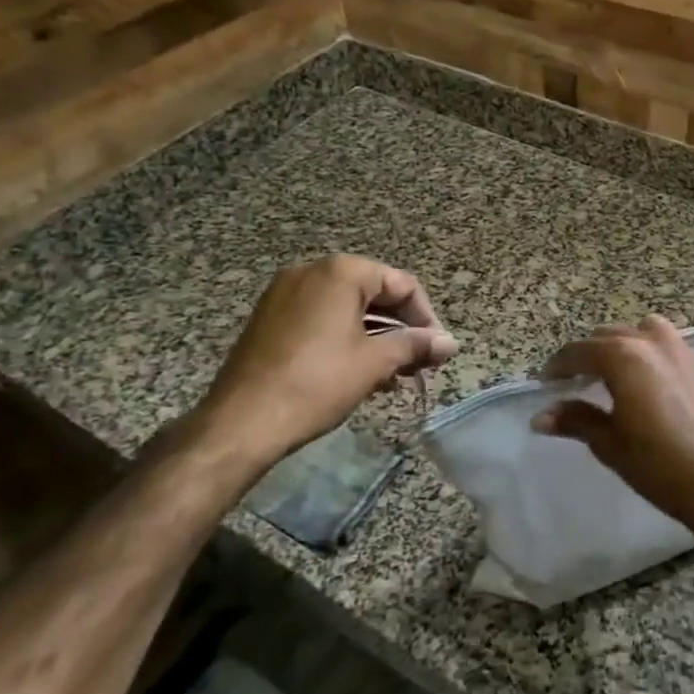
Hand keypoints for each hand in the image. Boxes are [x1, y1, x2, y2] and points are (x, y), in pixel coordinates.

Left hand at [193, 255, 457, 473]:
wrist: (242, 421)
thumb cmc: (317, 383)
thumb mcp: (375, 363)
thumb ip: (416, 346)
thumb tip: (451, 343)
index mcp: (341, 272)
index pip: (402, 284)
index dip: (427, 318)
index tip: (438, 351)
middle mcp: (311, 272)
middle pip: (374, 294)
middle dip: (401, 329)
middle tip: (419, 365)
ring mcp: (285, 294)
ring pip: (347, 309)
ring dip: (376, 338)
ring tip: (393, 375)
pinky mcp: (269, 319)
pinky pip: (320, 320)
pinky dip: (346, 340)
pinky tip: (359, 373)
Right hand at [532, 316, 693, 544]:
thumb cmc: (656, 464)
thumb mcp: (609, 442)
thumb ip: (575, 420)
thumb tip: (539, 418)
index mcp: (623, 357)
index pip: (579, 351)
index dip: (558, 366)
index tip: (545, 383)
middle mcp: (651, 342)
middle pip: (608, 335)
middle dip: (587, 354)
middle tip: (574, 381)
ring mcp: (680, 349)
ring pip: (640, 331)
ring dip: (621, 344)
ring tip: (612, 372)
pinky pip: (666, 344)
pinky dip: (648, 351)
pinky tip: (646, 379)